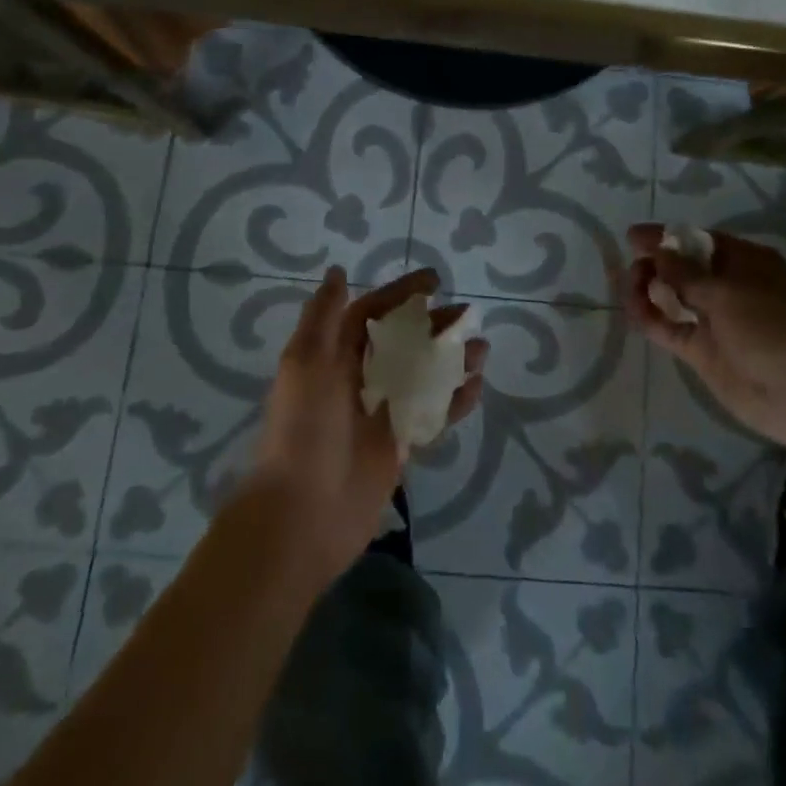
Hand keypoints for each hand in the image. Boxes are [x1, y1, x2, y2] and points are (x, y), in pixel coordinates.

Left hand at [247, 266, 487, 582]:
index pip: (372, 313)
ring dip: (452, 359)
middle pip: (404, 341)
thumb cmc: (304, 428)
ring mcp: (383, 412)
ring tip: (481, 349)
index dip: (401, 293)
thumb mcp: (305, 362)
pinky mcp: (401, 445)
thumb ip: (323, 316)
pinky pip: (434, 415)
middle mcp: (360, 378)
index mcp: (334, 355)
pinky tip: (476, 387)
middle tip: (467, 314)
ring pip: (424, 376)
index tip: (435, 279)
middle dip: (435, 325)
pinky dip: (456, 400)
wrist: (304, 513)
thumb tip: (338, 272)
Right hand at [624, 224, 785, 448]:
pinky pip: (670, 329)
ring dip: (649, 290)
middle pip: (683, 269)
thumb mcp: (727, 293)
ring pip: (673, 298)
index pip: (699, 241)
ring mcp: (715, 320)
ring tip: (630, 289)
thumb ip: (686, 273)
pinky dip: (651, 319)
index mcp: (745, 262)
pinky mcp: (703, 351)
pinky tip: (632, 310)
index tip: (632, 237)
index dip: (666, 237)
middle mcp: (729, 287)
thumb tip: (659, 252)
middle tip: (632, 268)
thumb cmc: (772, 328)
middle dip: (656, 265)